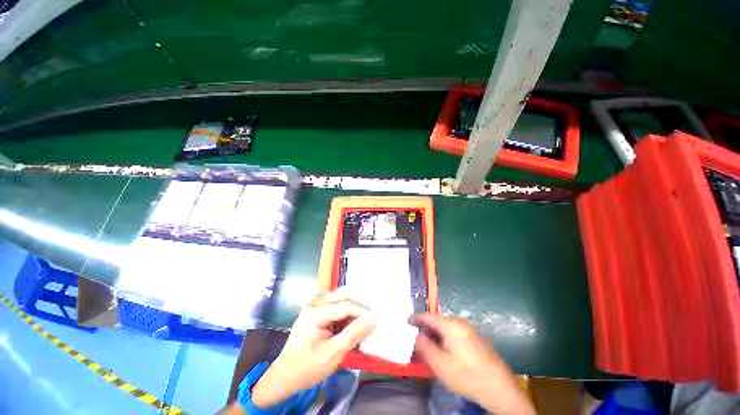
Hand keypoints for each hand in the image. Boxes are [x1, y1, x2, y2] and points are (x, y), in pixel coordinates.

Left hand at [251, 290, 375, 407]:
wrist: (285, 377)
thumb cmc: (307, 367)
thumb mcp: (332, 354)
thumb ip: (353, 334)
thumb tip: (373, 319)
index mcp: (315, 312)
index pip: (345, 305)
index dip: (362, 312)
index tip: (376, 321)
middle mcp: (314, 304)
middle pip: (343, 297)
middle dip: (359, 306)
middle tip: (372, 317)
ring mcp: (314, 307)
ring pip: (340, 300)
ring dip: (353, 310)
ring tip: (364, 321)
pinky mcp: (316, 312)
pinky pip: (336, 307)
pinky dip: (346, 314)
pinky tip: (351, 325)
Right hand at [412, 314, 534, 414]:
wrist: (500, 388)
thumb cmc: (467, 375)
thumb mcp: (440, 364)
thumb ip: (425, 347)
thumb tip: (417, 335)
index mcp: (451, 325)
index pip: (428, 316)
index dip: (416, 318)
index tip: (407, 322)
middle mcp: (460, 323)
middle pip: (437, 320)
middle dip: (426, 328)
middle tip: (416, 338)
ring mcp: (469, 330)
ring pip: (446, 327)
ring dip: (436, 333)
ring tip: (428, 345)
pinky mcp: (475, 339)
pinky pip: (454, 333)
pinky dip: (445, 338)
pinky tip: (444, 350)